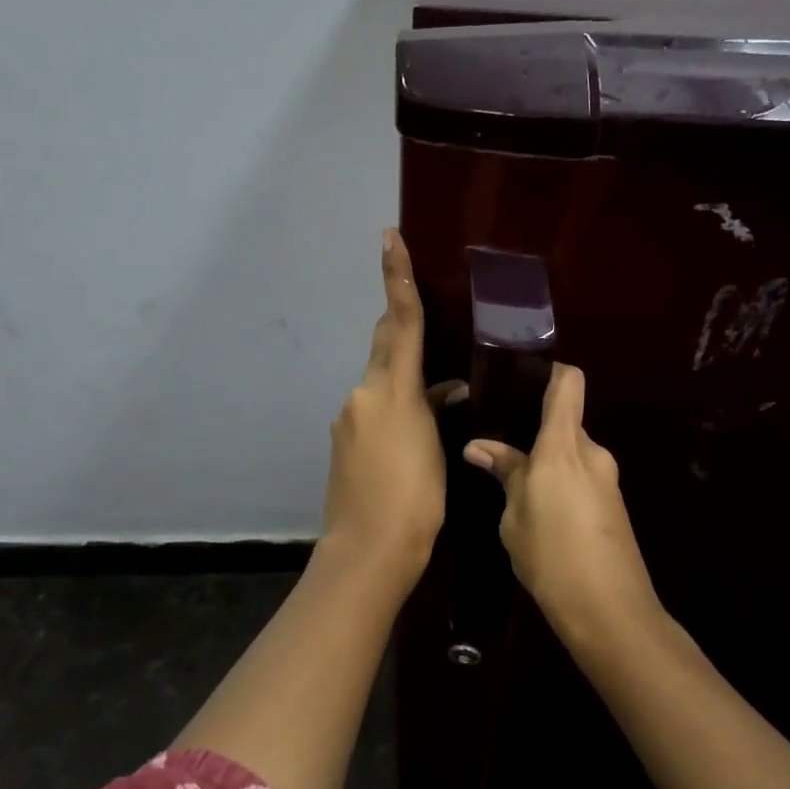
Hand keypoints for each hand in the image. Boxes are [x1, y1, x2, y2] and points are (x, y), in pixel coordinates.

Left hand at [319, 228, 461, 581]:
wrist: (367, 551)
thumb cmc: (414, 500)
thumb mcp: (435, 449)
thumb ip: (435, 411)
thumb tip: (444, 392)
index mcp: (389, 391)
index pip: (400, 323)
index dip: (397, 278)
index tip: (389, 237)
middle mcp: (362, 395)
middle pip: (385, 344)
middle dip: (400, 320)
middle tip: (417, 299)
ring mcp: (349, 419)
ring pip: (382, 379)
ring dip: (405, 375)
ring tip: (441, 391)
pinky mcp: (344, 442)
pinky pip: (375, 407)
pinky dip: (397, 406)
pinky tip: (419, 426)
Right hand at [463, 363, 659, 641]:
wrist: (610, 610)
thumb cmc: (552, 556)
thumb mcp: (515, 516)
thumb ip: (504, 473)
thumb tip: (479, 446)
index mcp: (564, 446)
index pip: (568, 382)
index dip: (548, 370)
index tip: (519, 377)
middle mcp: (591, 453)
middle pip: (565, 420)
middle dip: (534, 428)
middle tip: (497, 442)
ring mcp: (607, 479)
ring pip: (571, 452)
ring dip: (546, 459)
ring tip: (510, 478)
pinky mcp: (612, 504)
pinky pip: (581, 476)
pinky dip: (559, 481)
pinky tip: (537, 508)